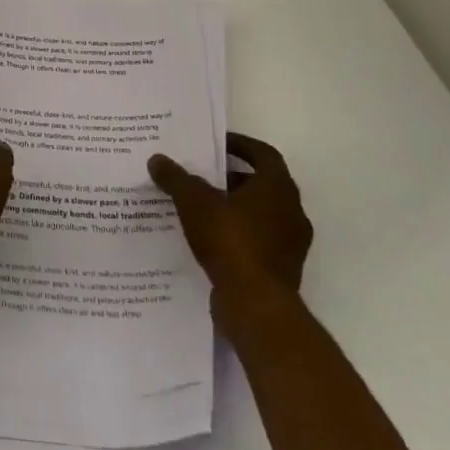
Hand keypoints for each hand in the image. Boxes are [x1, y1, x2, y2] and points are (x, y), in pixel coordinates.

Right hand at [149, 133, 312, 335]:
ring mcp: (290, 243)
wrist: (256, 304)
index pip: (264, 154)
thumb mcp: (194, 202)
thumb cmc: (230, 240)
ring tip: (200, 207)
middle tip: (202, 176)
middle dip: (232, 178)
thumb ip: (176, 178)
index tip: (216, 144)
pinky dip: (237, 234)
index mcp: (278, 188)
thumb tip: (157, 159)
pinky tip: (209, 239)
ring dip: (234, 207)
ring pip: (260, 214)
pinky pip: (258, 241)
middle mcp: (292, 211)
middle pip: (262, 184)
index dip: (241, 145)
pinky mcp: (281, 269)